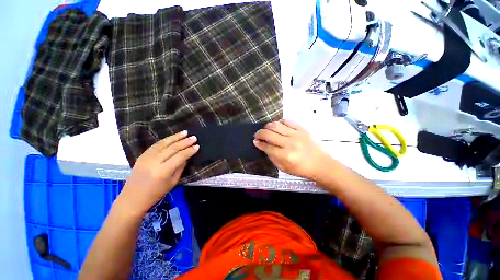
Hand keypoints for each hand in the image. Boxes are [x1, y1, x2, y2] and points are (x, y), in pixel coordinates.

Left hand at [119, 131, 198, 215]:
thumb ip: (180, 167)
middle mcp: (154, 162)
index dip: (189, 151)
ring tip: (185, 132)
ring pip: (163, 144)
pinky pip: (156, 145)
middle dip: (185, 142)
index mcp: (163, 171)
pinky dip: (166, 140)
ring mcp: (146, 157)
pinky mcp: (142, 155)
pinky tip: (173, 137)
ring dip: (175, 137)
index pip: (179, 156)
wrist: (132, 198)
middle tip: (194, 137)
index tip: (197, 146)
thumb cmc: (155, 193)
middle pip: (172, 148)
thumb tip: (187, 156)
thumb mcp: (173, 182)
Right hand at [253, 119, 331, 180]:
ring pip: (276, 125)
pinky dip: (280, 122)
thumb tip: (262, 146)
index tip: (255, 141)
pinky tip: (278, 126)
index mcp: (285, 155)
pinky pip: (287, 121)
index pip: (267, 146)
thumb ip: (271, 156)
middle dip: (259, 133)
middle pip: (269, 134)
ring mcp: (296, 134)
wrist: (319, 164)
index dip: (258, 143)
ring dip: (267, 126)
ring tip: (266, 130)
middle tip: (257, 135)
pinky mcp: (302, 129)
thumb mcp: (283, 168)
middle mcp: (289, 143)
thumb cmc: (300, 169)